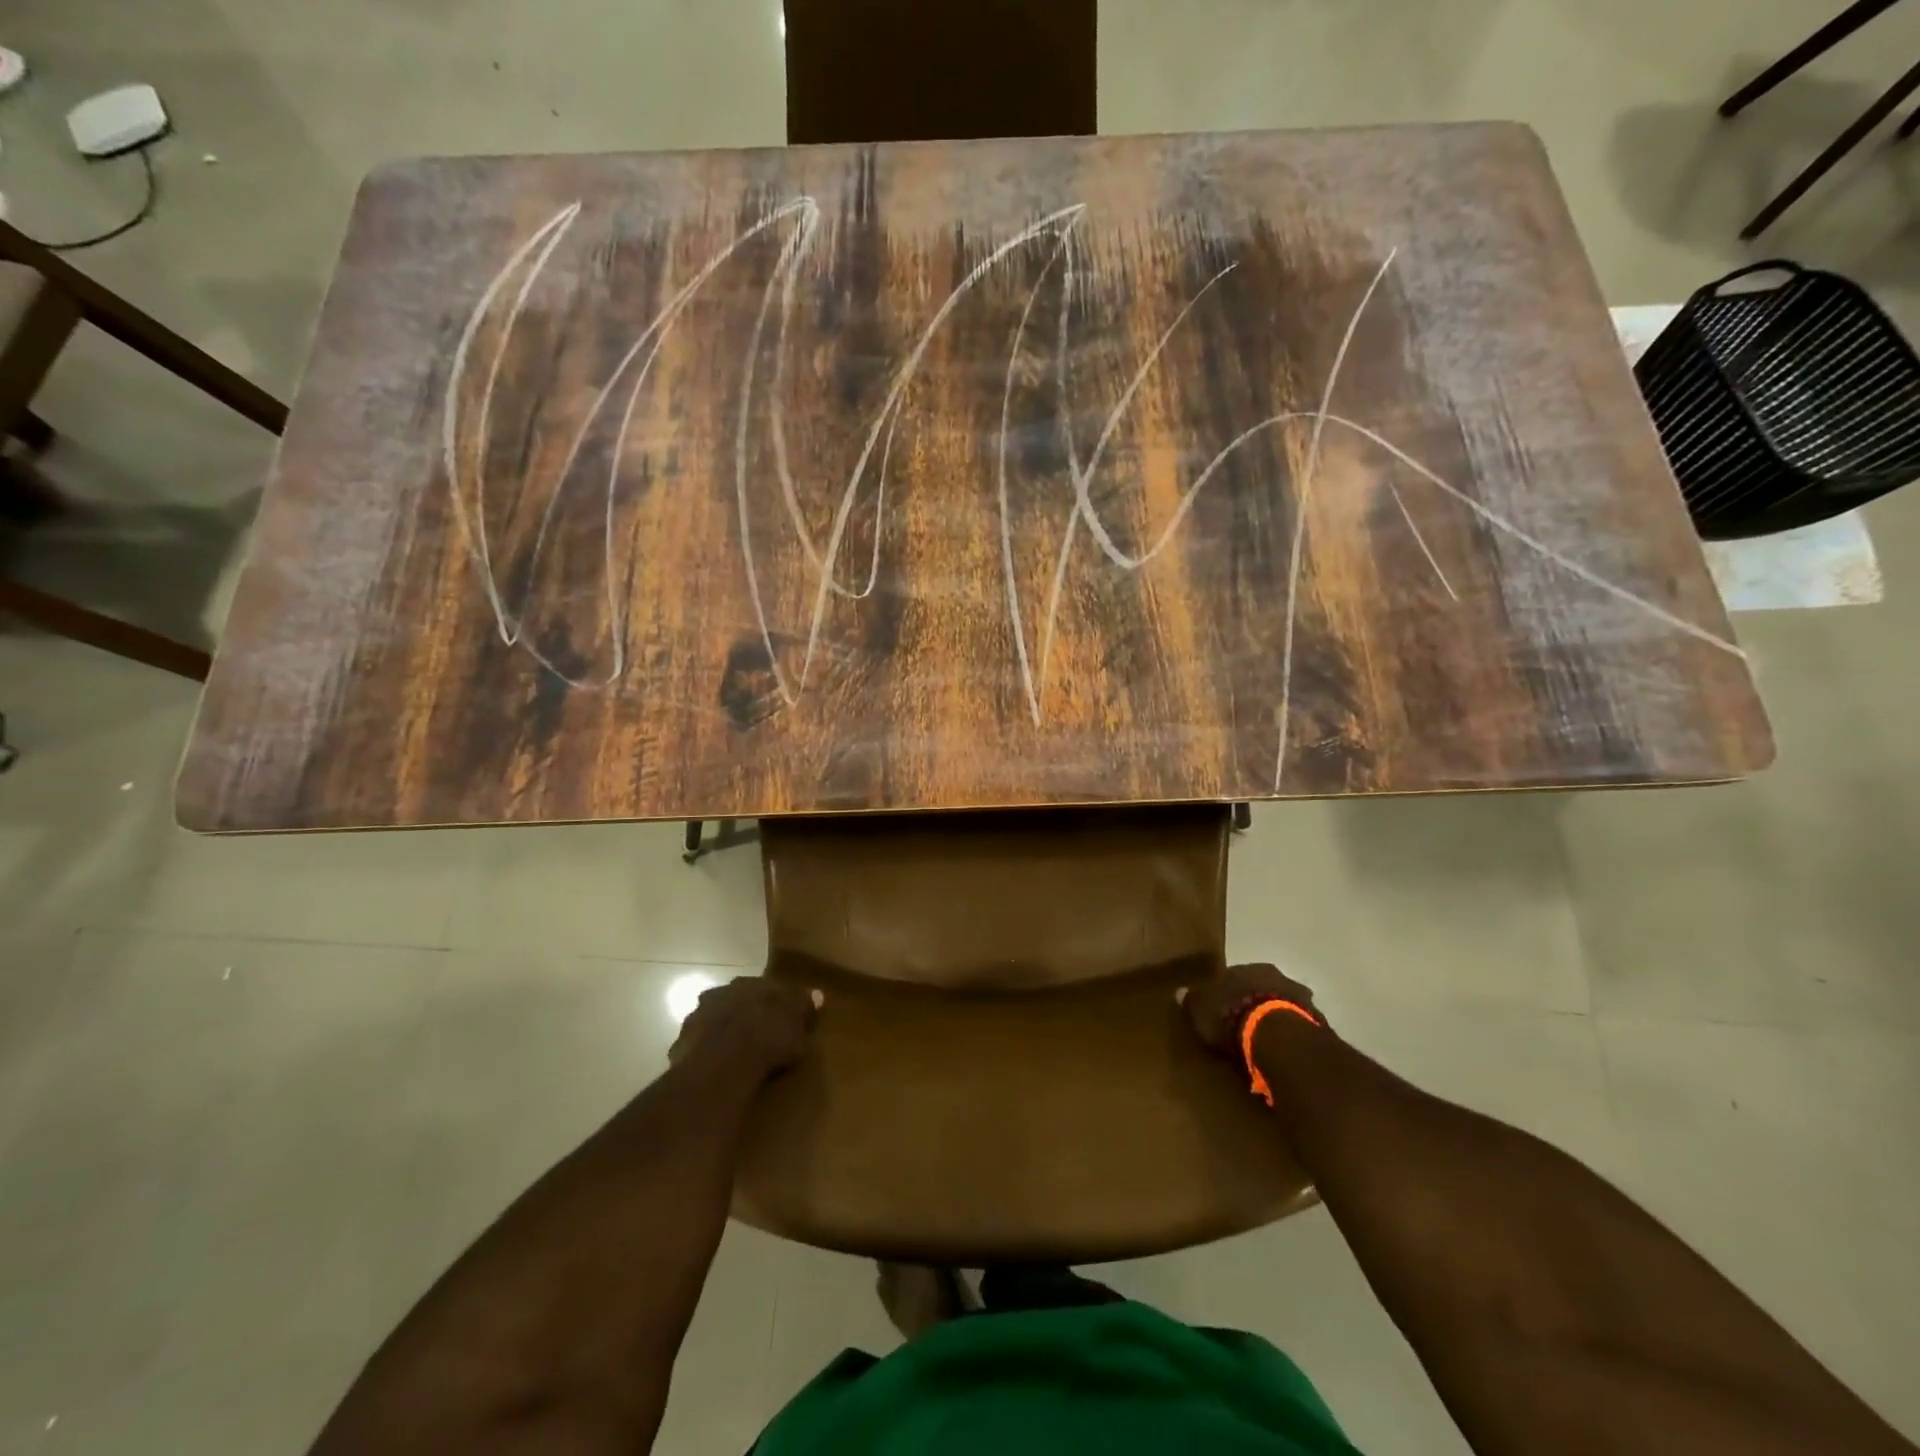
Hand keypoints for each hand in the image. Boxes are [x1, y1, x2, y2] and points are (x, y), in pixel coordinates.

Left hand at [669, 976, 821, 1080]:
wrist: (723, 1065)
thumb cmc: (768, 1040)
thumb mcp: (797, 1027)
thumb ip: (804, 1007)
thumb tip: (817, 994)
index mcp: (749, 984)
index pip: (765, 988)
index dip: (773, 1003)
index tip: (780, 1018)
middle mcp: (721, 993)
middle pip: (735, 1001)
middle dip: (744, 1013)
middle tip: (756, 1034)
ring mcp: (697, 1017)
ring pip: (713, 1021)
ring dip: (721, 1032)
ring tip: (733, 1055)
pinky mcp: (681, 1043)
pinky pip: (697, 1046)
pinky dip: (706, 1054)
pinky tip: (715, 1070)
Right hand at [1177, 962, 1322, 1055]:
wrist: (1278, 1036)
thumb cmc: (1232, 1014)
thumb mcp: (1200, 1008)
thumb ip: (1192, 1000)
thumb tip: (1180, 992)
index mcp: (1246, 968)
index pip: (1234, 976)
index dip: (1228, 992)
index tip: (1222, 1008)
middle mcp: (1276, 976)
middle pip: (1263, 987)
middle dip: (1256, 1002)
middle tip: (1246, 1023)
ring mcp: (1301, 998)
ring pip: (1285, 1005)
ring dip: (1277, 1019)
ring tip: (1266, 1042)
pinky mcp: (1317, 1023)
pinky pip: (1299, 1028)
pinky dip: (1292, 1037)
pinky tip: (1284, 1052)